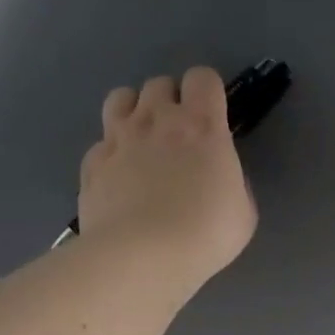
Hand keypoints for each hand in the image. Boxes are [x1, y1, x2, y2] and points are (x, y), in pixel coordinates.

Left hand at [78, 67, 256, 290]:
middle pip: (159, 84)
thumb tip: (219, 176)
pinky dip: (111, 153)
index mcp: (202, 126)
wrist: (141, 257)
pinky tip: (119, 178)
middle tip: (179, 134)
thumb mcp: (243, 210)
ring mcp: (118, 139)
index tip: (212, 116)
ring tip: (143, 141)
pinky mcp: (92, 164)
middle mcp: (157, 120)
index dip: (208, 92)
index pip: (203, 77)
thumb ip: (232, 181)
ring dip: (134, 111)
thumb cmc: (205, 233)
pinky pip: (101, 143)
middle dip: (170, 101)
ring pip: (120, 98)